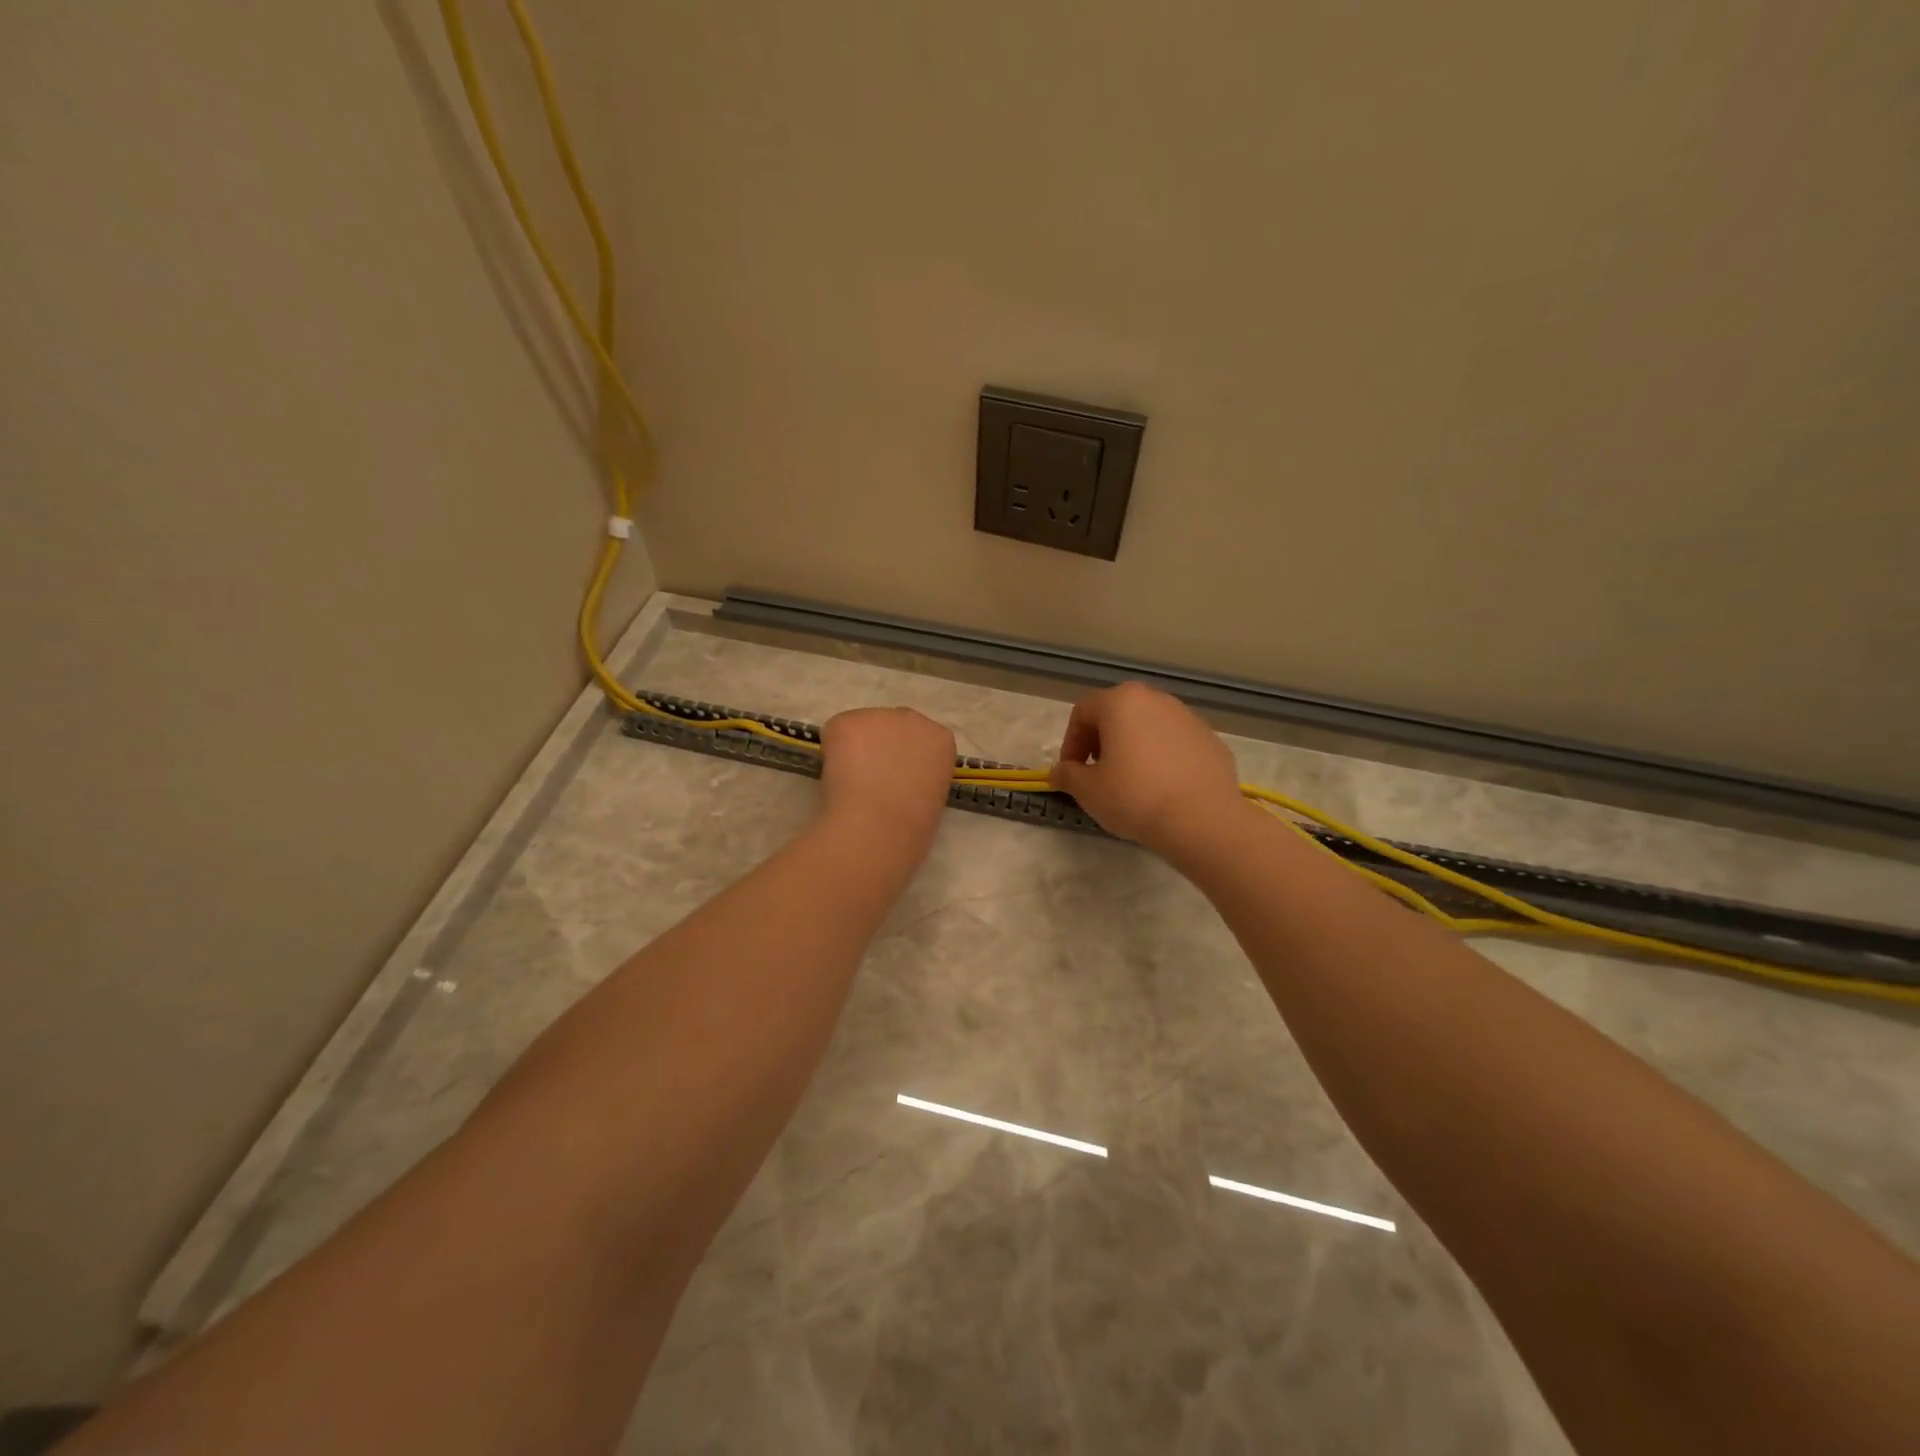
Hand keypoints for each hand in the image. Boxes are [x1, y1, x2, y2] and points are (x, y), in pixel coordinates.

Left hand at [817, 707, 955, 850]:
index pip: (920, 739)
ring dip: (855, 749)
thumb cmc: (913, 825)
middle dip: (881, 746)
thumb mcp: (933, 795)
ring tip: (852, 783)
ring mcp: (879, 716)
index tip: (898, 779)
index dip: (905, 758)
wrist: (880, 826)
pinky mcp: (847, 721)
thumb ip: (920, 774)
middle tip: (872, 779)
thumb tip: (896, 777)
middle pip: (892, 726)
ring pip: (862, 730)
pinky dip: (831, 754)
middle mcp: (913, 718)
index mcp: (941, 739)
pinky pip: (835, 734)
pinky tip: (838, 778)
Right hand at [1049, 683, 1246, 857]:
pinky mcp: (1211, 740)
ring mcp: (1189, 718)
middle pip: (1117, 714)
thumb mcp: (1087, 790)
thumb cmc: (1135, 797)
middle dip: (1102, 742)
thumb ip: (1067, 775)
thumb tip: (1060, 772)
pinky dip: (1163, 759)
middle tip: (1098, 774)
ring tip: (1131, 783)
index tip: (1071, 772)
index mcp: (1122, 702)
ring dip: (1133, 748)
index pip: (1083, 712)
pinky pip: (1175, 744)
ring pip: (1148, 727)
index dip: (1070, 742)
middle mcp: (1156, 700)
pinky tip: (1162, 789)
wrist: (1202, 820)